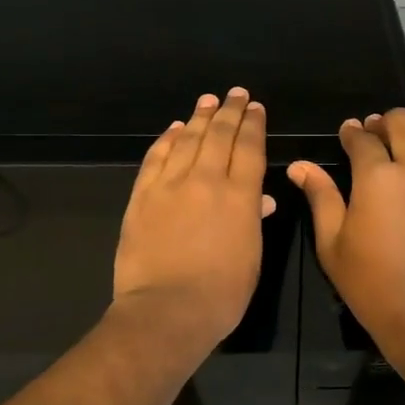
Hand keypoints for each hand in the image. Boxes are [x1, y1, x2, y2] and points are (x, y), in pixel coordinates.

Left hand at [113, 88, 274, 345]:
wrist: (166, 311)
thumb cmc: (221, 294)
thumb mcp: (251, 258)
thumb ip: (254, 221)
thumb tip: (262, 198)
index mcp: (241, 196)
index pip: (250, 148)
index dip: (253, 124)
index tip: (255, 107)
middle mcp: (207, 180)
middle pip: (220, 135)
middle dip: (230, 110)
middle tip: (236, 94)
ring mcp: (171, 185)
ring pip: (188, 139)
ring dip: (200, 117)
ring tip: (208, 101)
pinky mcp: (143, 196)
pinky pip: (156, 158)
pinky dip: (167, 140)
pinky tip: (175, 129)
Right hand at [288, 109, 404, 342]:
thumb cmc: (371, 284)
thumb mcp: (332, 243)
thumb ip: (320, 196)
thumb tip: (300, 165)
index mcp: (378, 177)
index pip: (363, 138)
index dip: (352, 132)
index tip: (349, 133)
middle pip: (404, 123)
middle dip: (385, 123)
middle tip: (378, 135)